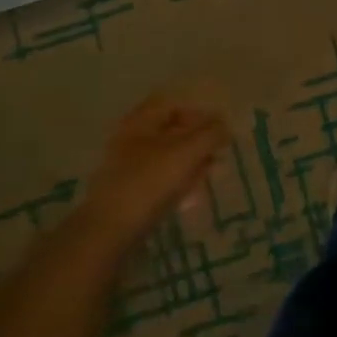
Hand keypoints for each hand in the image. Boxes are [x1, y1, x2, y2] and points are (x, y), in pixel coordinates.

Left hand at [81, 97, 231, 248]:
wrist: (110, 231)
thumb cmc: (149, 182)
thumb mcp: (187, 153)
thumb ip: (211, 135)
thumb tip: (225, 126)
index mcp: (140, 122)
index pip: (172, 105)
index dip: (197, 112)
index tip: (218, 127)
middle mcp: (131, 139)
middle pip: (170, 131)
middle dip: (196, 138)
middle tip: (218, 150)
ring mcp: (128, 168)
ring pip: (166, 156)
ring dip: (190, 160)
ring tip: (211, 170)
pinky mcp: (130, 193)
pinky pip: (159, 178)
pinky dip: (178, 179)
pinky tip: (193, 191)